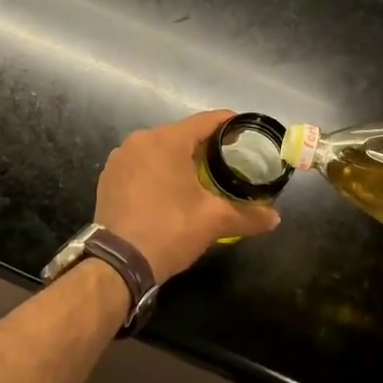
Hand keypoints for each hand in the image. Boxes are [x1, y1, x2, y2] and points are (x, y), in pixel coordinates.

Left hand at [95, 111, 279, 282]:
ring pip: (158, 150)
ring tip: (200, 176)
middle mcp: (140, 140)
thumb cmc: (170, 229)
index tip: (245, 132)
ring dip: (178, 159)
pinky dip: (156, 171)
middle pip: (180, 134)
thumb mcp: (214, 221)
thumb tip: (274, 218)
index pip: (205, 121)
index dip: (228, 124)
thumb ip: (247, 215)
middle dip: (204, 145)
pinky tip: (168, 190)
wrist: (118, 261)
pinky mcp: (108, 177)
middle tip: (227, 160)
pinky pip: (140, 164)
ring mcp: (120, 158)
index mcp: (166, 140)